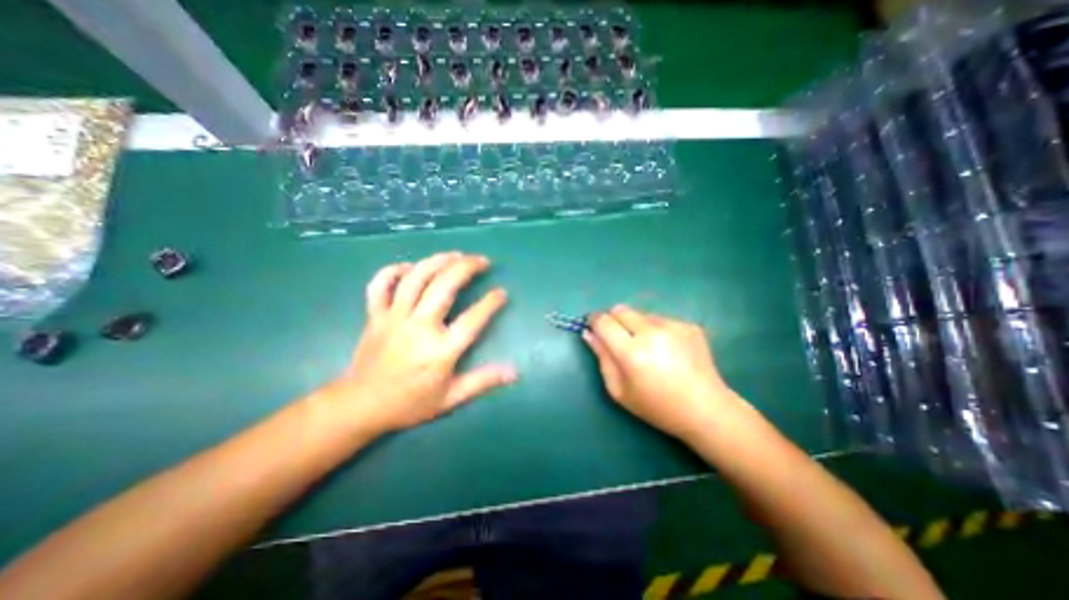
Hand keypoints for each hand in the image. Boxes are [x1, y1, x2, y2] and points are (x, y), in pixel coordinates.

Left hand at [315, 250, 518, 437]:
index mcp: (440, 350)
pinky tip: (410, 267)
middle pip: (444, 286)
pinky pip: (380, 285)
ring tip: (456, 254)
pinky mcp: (375, 315)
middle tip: (482, 261)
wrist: (360, 407)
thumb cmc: (410, 404)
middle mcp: (419, 327)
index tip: (502, 293)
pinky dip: (394, 271)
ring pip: (416, 278)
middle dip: (467, 268)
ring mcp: (394, 318)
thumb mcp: (451, 398)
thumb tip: (515, 372)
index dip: (491, 303)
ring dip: (438, 261)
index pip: (473, 319)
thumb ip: (483, 381)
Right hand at [584, 305, 744, 438]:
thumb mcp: (619, 390)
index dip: (594, 321)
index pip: (603, 321)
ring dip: (636, 326)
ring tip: (649, 349)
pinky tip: (668, 350)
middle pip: (621, 309)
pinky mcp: (688, 325)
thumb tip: (589, 333)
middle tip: (620, 339)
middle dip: (613, 320)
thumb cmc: (656, 406)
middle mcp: (652, 332)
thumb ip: (602, 358)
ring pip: (641, 314)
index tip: (594, 327)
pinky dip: (656, 330)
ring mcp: (673, 326)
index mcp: (632, 352)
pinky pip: (661, 319)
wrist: (706, 410)